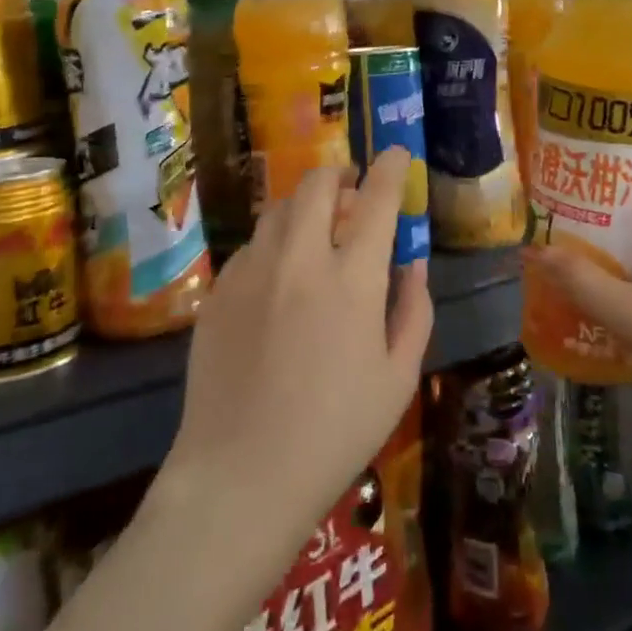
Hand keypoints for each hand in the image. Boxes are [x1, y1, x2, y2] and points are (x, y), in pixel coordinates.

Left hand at [163, 149, 432, 546]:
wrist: (241, 475)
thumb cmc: (336, 432)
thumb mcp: (398, 377)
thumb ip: (413, 309)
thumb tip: (413, 262)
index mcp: (351, 279)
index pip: (376, 200)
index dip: (389, 168)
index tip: (394, 155)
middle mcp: (298, 260)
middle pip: (316, 185)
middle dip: (339, 174)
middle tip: (351, 190)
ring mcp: (250, 272)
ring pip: (278, 210)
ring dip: (304, 207)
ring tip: (317, 231)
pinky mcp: (217, 292)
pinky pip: (251, 247)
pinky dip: (273, 245)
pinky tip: (279, 278)